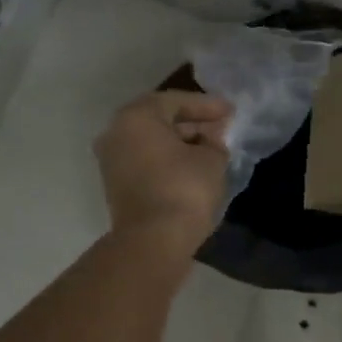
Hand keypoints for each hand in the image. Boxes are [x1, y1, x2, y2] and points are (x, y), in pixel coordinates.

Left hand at [94, 91, 231, 254]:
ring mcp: (112, 161)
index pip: (176, 101)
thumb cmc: (184, 189)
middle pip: (160, 120)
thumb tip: (211, 137)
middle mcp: (116, 133)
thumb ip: (214, 141)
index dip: (207, 105)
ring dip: (181, 143)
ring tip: (212, 148)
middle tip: (221, 128)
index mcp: (136, 117)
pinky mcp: (116, 185)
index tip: (230, 111)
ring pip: (152, 142)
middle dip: (193, 123)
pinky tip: (193, 166)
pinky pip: (146, 161)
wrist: (153, 241)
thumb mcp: (212, 159)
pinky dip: (168, 160)